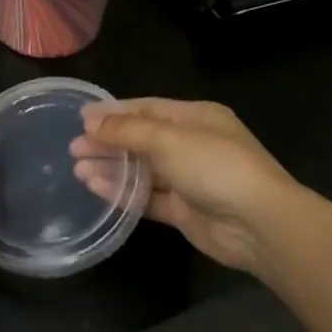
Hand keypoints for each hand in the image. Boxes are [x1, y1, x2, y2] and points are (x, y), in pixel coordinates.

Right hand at [70, 98, 305, 276]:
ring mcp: (189, 179)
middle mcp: (192, 145)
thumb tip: (91, 122)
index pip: (147, 109)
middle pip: (142, 140)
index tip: (81, 118)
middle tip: (73, 147)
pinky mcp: (184, 210)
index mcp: (196, 117)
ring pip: (143, 170)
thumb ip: (127, 131)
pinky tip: (96, 188)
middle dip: (108, 142)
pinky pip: (148, 197)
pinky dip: (123, 192)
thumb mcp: (168, 140)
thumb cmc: (214, 166)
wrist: (258, 223)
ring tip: (77, 169)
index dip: (114, 112)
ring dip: (112, 168)